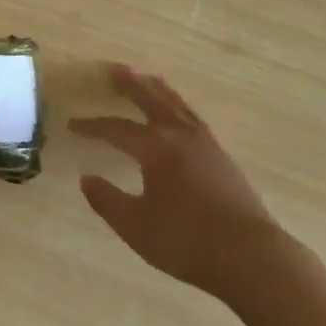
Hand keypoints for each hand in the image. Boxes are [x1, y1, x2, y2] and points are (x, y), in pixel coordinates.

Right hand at [70, 64, 277, 297]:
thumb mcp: (136, 226)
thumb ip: (107, 200)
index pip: (117, 130)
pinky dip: (182, 108)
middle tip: (115, 68)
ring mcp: (206, 145)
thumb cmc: (187, 241)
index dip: (93, 126)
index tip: (73, 124)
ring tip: (151, 77)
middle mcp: (180, 137)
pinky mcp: (223, 159)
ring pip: (178, 106)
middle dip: (131, 85)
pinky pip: (195, 119)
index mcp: (156, 148)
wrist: (251, 257)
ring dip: (160, 90)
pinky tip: (182, 115)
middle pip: (151, 101)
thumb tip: (86, 179)